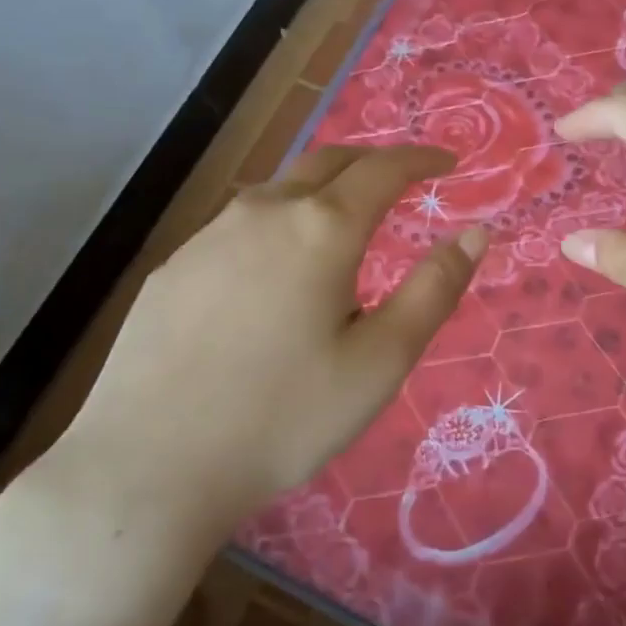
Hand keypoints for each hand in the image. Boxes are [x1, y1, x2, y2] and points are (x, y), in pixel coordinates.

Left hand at [7, 146, 484, 614]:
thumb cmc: (284, 416)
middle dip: (373, 162)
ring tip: (343, 224)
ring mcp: (209, 236)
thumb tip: (476, 233)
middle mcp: (264, 212)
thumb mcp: (381, 360)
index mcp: (322, 228)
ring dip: (322, 192)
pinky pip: (240, 226)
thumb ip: (434, 289)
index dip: (421, 159)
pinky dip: (278, 225)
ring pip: (280, 191)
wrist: (150, 466)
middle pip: (328, 162)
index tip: (447, 163)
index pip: (384, 169)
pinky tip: (274, 271)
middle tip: (402, 181)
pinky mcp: (174, 267)